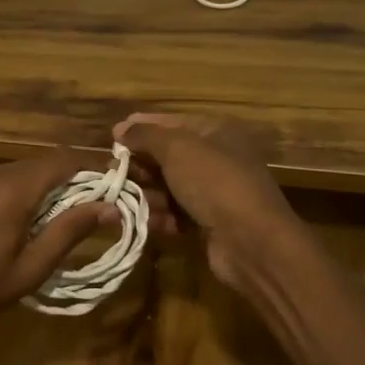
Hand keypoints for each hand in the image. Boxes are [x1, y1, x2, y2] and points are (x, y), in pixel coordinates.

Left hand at [0, 150, 114, 342]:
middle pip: (45, 162)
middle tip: (98, 203)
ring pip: (24, 170)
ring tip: (67, 214)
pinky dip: (25, 190)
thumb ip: (69, 233)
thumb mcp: (29, 269)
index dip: (95, 166)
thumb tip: (110, 207)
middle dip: (75, 177)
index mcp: (14, 188)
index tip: (117, 182)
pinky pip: (3, 179)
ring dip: (49, 185)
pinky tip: (28, 219)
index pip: (65, 159)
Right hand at [113, 113, 304, 292]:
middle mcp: (217, 158)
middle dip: (140, 165)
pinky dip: (160, 217)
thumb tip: (121, 129)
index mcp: (217, 132)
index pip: (173, 122)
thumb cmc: (214, 182)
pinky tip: (147, 221)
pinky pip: (176, 213)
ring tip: (125, 201)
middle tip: (113, 173)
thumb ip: (146, 135)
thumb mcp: (177, 148)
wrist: (251, 241)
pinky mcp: (209, 223)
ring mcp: (214, 193)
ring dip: (146, 194)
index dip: (142, 127)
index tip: (113, 136)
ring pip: (169, 187)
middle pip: (168, 157)